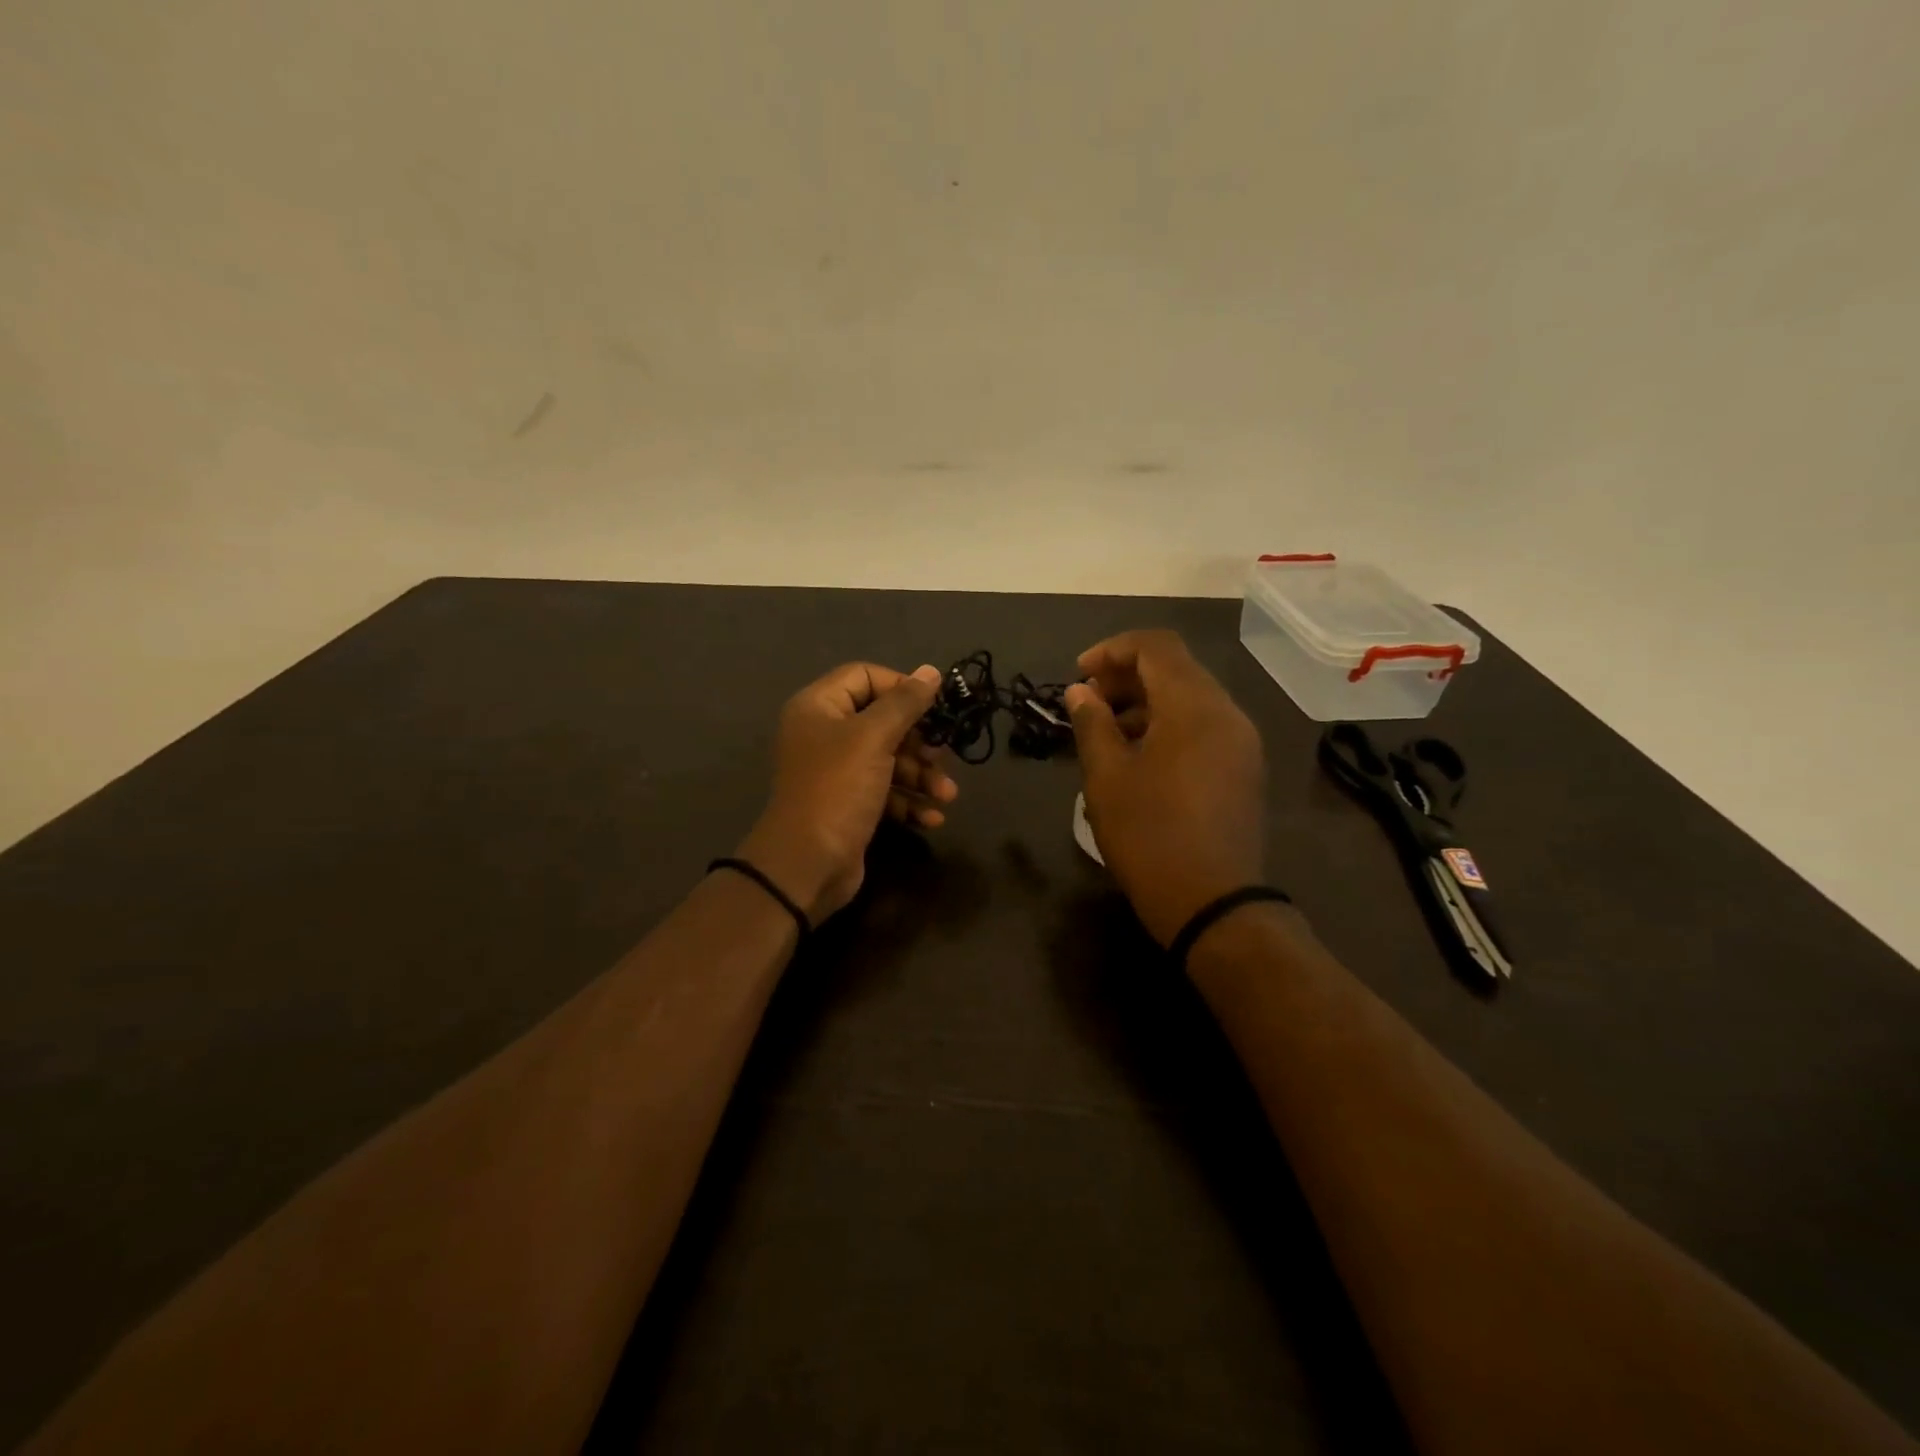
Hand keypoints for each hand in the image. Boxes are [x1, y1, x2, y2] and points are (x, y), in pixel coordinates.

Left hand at [737, 662, 958, 922]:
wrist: (807, 864)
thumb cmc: (838, 788)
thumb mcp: (873, 738)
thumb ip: (904, 703)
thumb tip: (931, 671)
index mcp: (819, 707)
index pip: (865, 676)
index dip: (901, 686)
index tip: (934, 706)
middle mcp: (825, 734)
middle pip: (882, 721)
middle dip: (919, 741)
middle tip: (943, 755)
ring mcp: (836, 772)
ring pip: (889, 759)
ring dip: (921, 776)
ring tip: (947, 795)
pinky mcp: (849, 805)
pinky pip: (885, 792)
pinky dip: (909, 802)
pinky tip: (932, 818)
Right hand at [1064, 630, 1266, 946]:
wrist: (1212, 903)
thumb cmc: (1150, 835)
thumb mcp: (1107, 777)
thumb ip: (1091, 724)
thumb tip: (1079, 692)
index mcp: (1194, 706)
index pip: (1156, 646)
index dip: (1112, 650)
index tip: (1078, 675)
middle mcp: (1227, 713)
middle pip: (1176, 669)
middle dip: (1127, 677)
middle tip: (1088, 703)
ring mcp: (1241, 742)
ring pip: (1190, 698)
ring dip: (1146, 702)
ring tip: (1107, 732)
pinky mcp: (1243, 768)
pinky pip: (1203, 726)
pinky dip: (1168, 725)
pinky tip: (1139, 756)